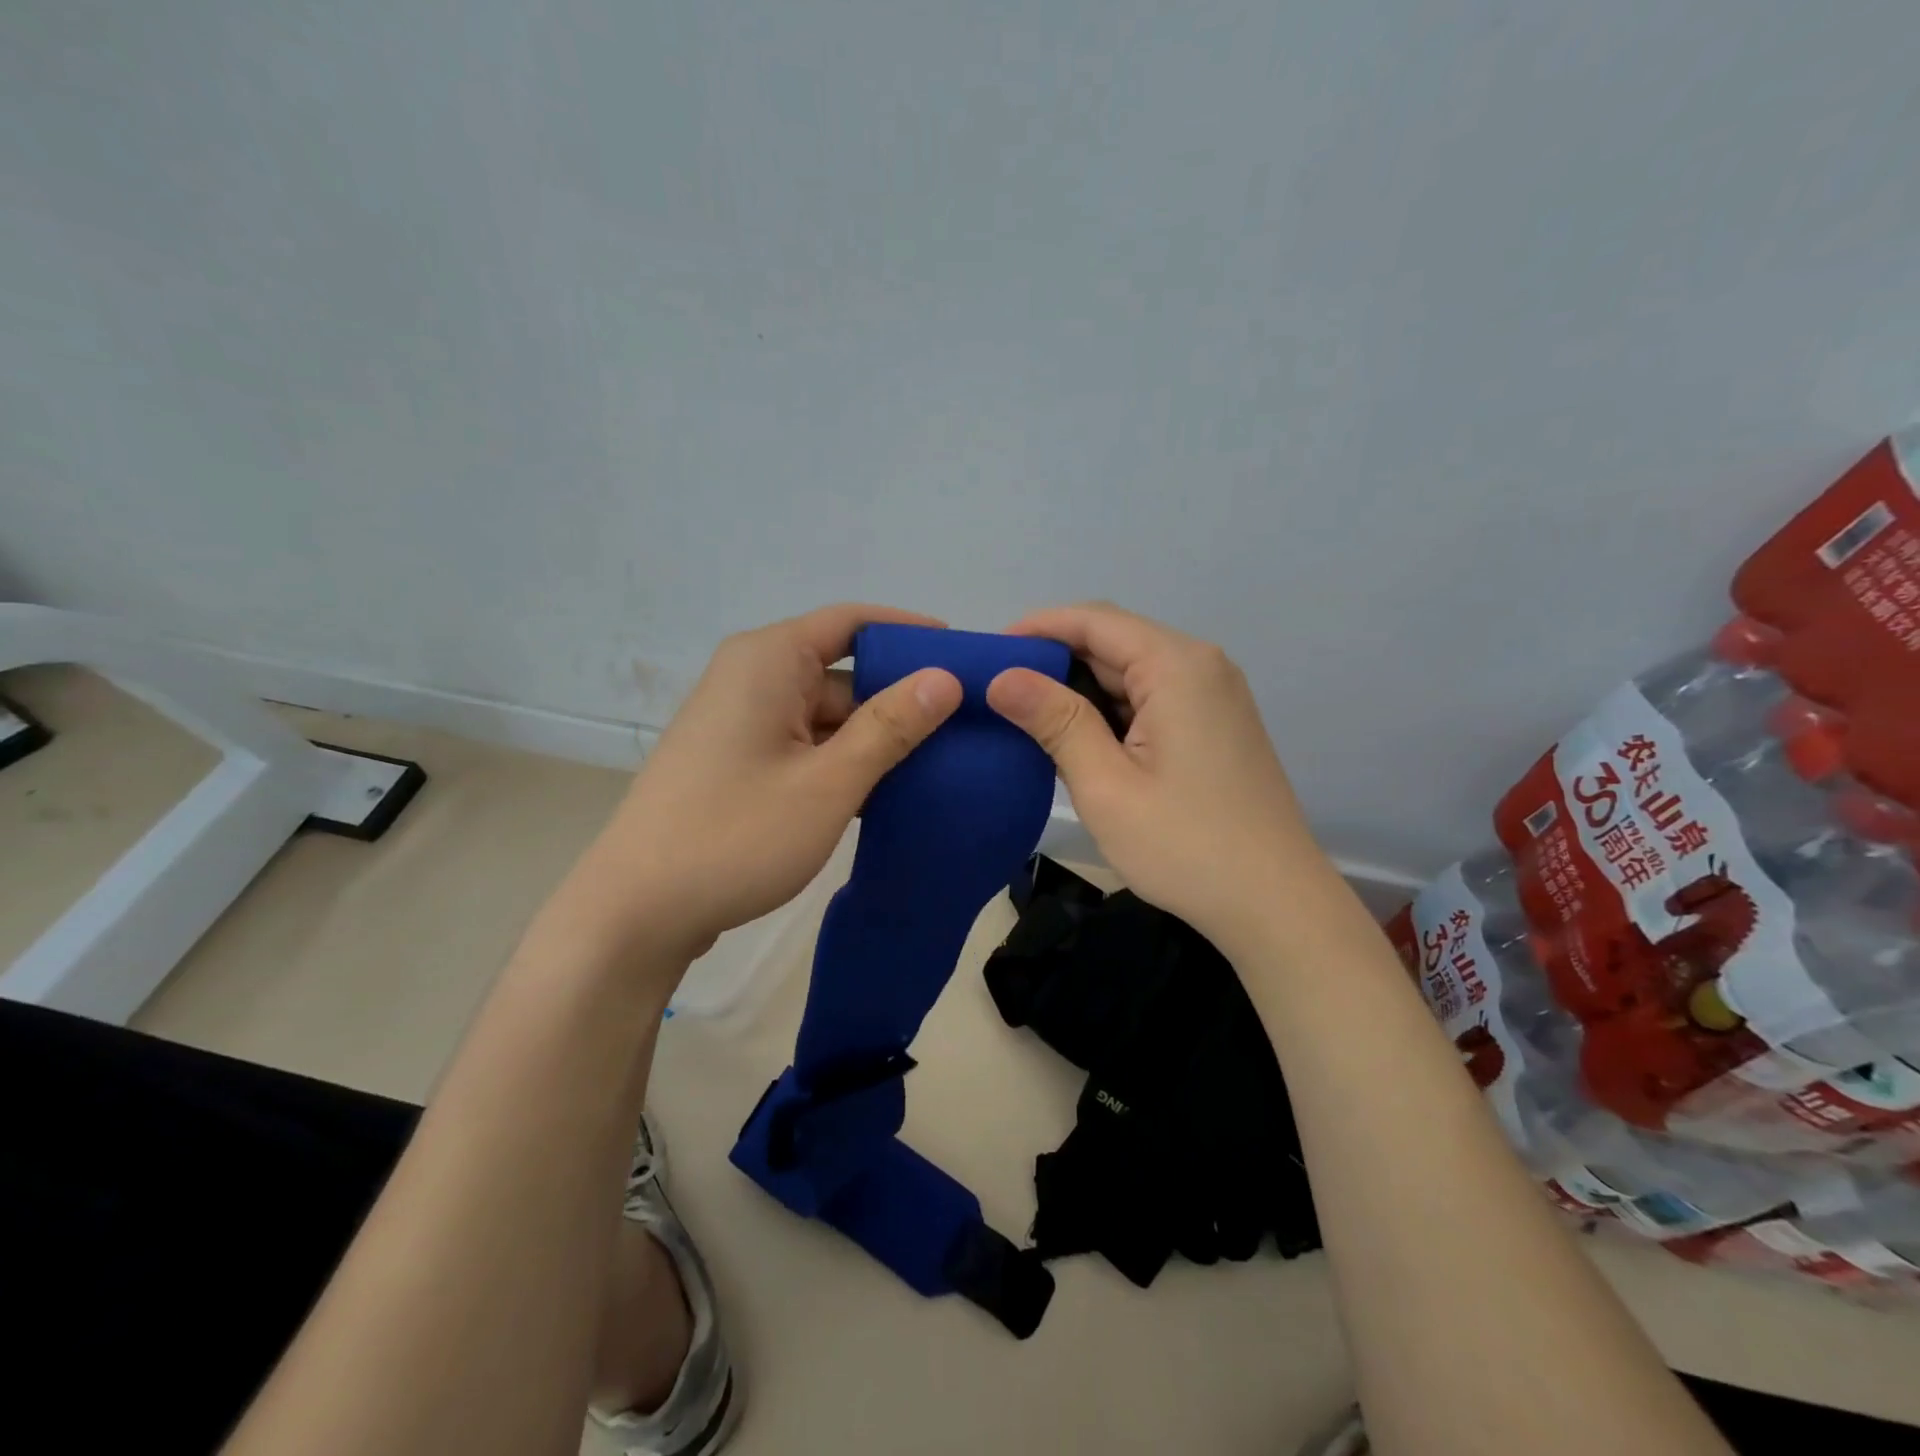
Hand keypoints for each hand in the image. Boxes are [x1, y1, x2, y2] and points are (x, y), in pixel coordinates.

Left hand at [545, 604, 962, 969]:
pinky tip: (888, 792)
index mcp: (769, 660)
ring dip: (875, 738)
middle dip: (900, 698)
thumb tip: (946, 678)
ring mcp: (744, 722)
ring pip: (828, 715)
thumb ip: (890, 726)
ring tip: (941, 763)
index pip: (853, 622)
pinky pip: (806, 745)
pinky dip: (844, 762)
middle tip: (965, 726)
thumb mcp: (828, 782)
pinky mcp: (740, 761)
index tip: (964, 657)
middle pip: (844, 671)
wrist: (636, 912)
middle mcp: (753, 678)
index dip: (910, 633)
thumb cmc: (735, 835)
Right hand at [986, 603, 1328, 948]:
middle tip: (998, 694)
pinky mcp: (1215, 725)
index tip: (988, 654)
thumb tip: (1002, 677)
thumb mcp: (1106, 785)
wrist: (1274, 905)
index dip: (1037, 628)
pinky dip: (1111, 711)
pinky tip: (1078, 740)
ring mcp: (1214, 696)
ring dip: (1081, 689)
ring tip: (1027, 718)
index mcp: (1177, 666)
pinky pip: (1152, 698)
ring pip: (1132, 672)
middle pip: (1114, 642)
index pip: (1094, 621)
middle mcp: (1201, 666)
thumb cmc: (1185, 846)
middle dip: (1055, 661)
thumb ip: (1055, 721)